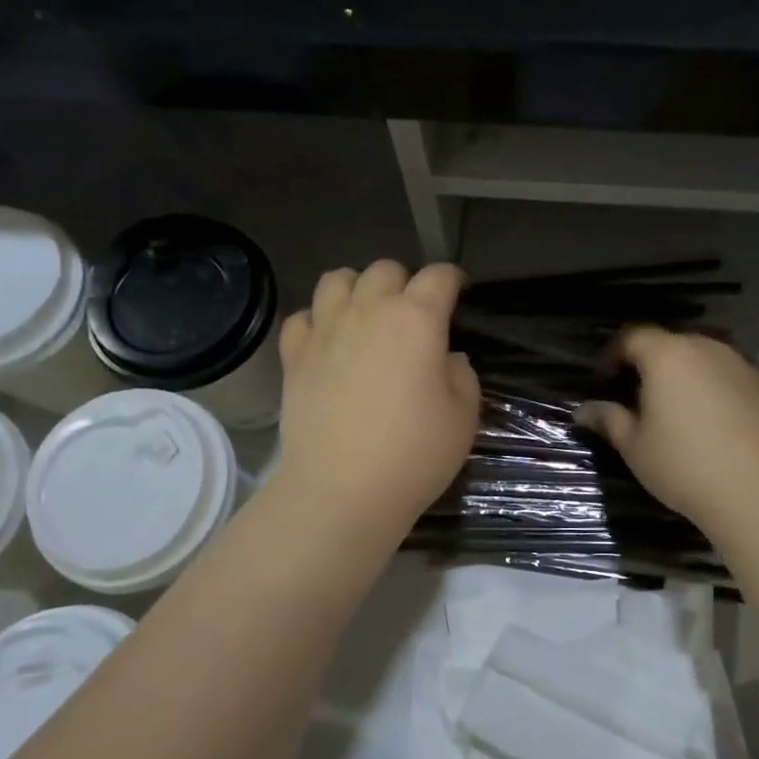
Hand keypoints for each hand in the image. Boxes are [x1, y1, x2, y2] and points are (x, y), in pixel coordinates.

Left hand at [274, 260, 479, 533]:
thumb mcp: (463, 417)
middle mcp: (368, 312)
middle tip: (412, 313)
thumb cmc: (414, 454)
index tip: (458, 291)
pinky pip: (302, 317)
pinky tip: (328, 341)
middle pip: (384, 269)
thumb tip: (444, 358)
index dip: (452, 279)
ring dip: (357, 289)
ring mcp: (325, 331)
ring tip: (366, 315)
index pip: (438, 277)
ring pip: (337, 279)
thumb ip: (461, 374)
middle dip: (404, 282)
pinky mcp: (294, 356)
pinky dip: (317, 320)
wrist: (342, 489)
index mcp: (416, 320)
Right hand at [574, 327, 758, 540]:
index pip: (633, 336)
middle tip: (637, 396)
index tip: (603, 380)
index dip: (613, 354)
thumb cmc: (684, 464)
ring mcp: (742, 368)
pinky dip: (717, 394)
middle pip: (672, 344)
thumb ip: (610, 420)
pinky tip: (715, 424)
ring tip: (677, 411)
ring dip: (687, 377)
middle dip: (651, 364)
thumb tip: (584, 410)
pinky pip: (731, 382)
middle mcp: (707, 350)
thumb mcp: (635, 446)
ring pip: (705, 360)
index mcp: (667, 356)